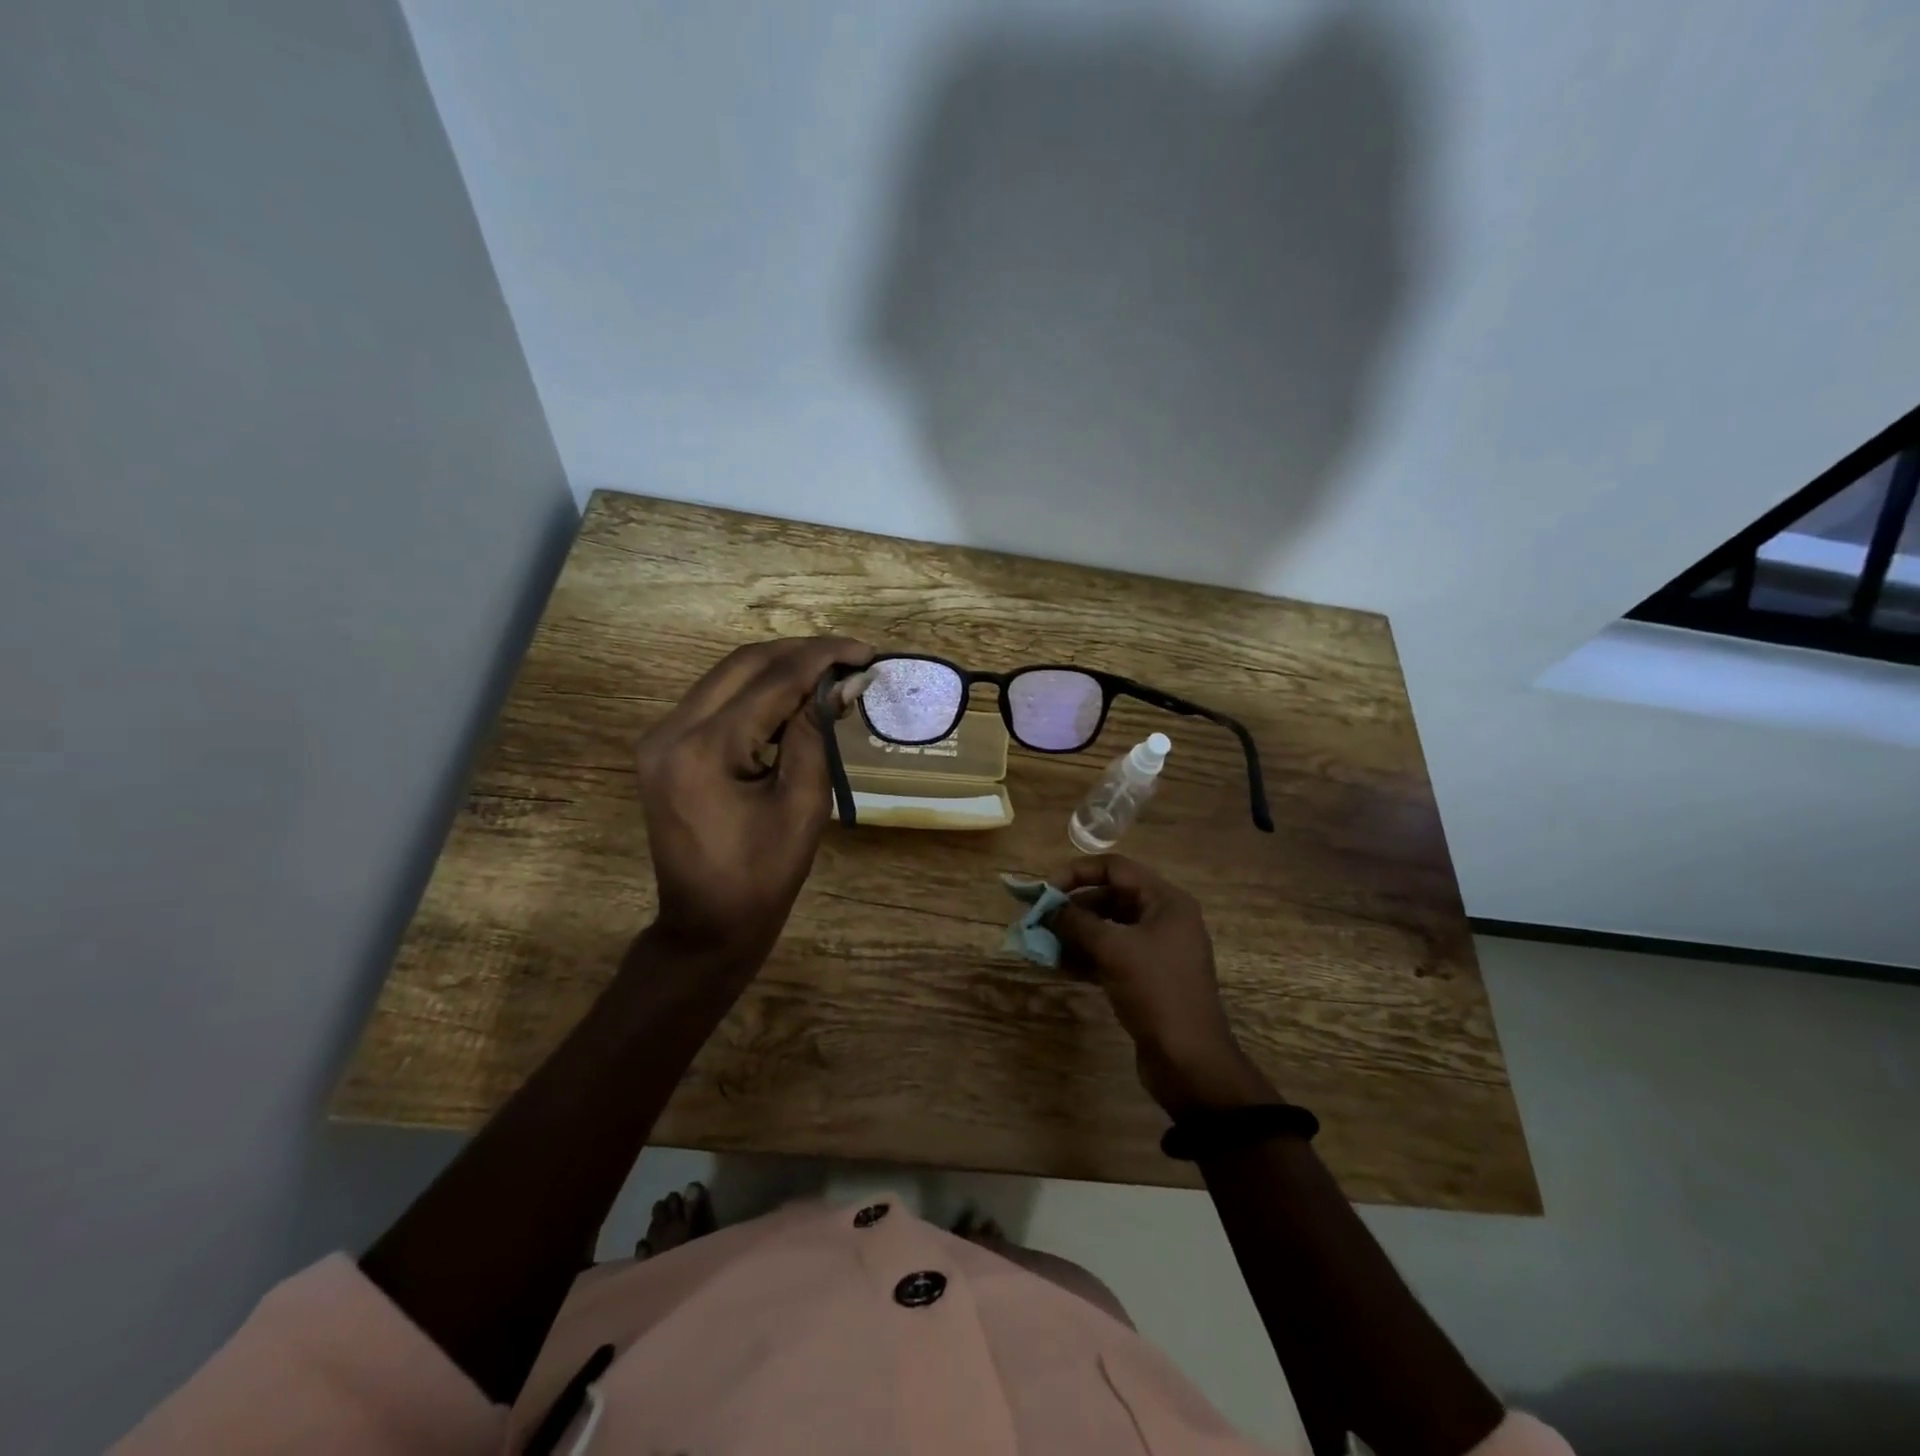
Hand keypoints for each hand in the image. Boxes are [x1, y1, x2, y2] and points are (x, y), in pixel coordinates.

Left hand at [635, 637, 872, 970]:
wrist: (707, 924)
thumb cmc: (763, 875)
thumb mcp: (803, 804)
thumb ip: (817, 732)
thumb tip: (844, 682)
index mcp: (705, 749)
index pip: (772, 680)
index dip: (824, 659)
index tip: (866, 653)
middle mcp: (671, 730)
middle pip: (744, 664)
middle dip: (802, 653)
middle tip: (851, 658)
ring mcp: (661, 737)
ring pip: (728, 676)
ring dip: (780, 668)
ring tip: (831, 673)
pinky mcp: (665, 747)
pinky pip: (717, 700)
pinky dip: (758, 691)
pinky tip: (794, 697)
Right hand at [1051, 854, 1276, 1116]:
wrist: (1190, 1060)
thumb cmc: (1156, 992)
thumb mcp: (1114, 949)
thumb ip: (1078, 922)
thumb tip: (1050, 909)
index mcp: (1165, 901)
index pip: (1115, 868)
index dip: (1077, 873)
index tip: (1046, 890)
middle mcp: (1163, 918)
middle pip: (1110, 896)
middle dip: (1073, 907)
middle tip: (1040, 920)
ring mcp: (1156, 949)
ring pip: (1108, 928)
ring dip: (1075, 933)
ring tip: (1043, 943)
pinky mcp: (1146, 977)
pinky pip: (1111, 954)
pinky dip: (1086, 956)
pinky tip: (1059, 965)